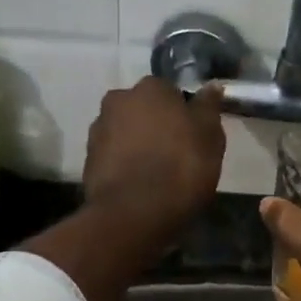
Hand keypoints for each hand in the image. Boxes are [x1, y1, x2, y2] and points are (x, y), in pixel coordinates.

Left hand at [81, 78, 226, 236]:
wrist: (133, 213)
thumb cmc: (181, 167)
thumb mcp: (209, 136)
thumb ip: (209, 107)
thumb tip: (212, 86)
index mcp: (150, 88)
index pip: (171, 91)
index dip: (183, 112)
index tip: (193, 134)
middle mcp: (119, 100)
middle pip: (144, 108)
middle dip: (157, 124)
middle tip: (175, 152)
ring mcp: (98, 129)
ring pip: (126, 130)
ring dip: (138, 143)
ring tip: (156, 172)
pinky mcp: (88, 160)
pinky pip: (113, 155)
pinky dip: (124, 163)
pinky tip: (139, 183)